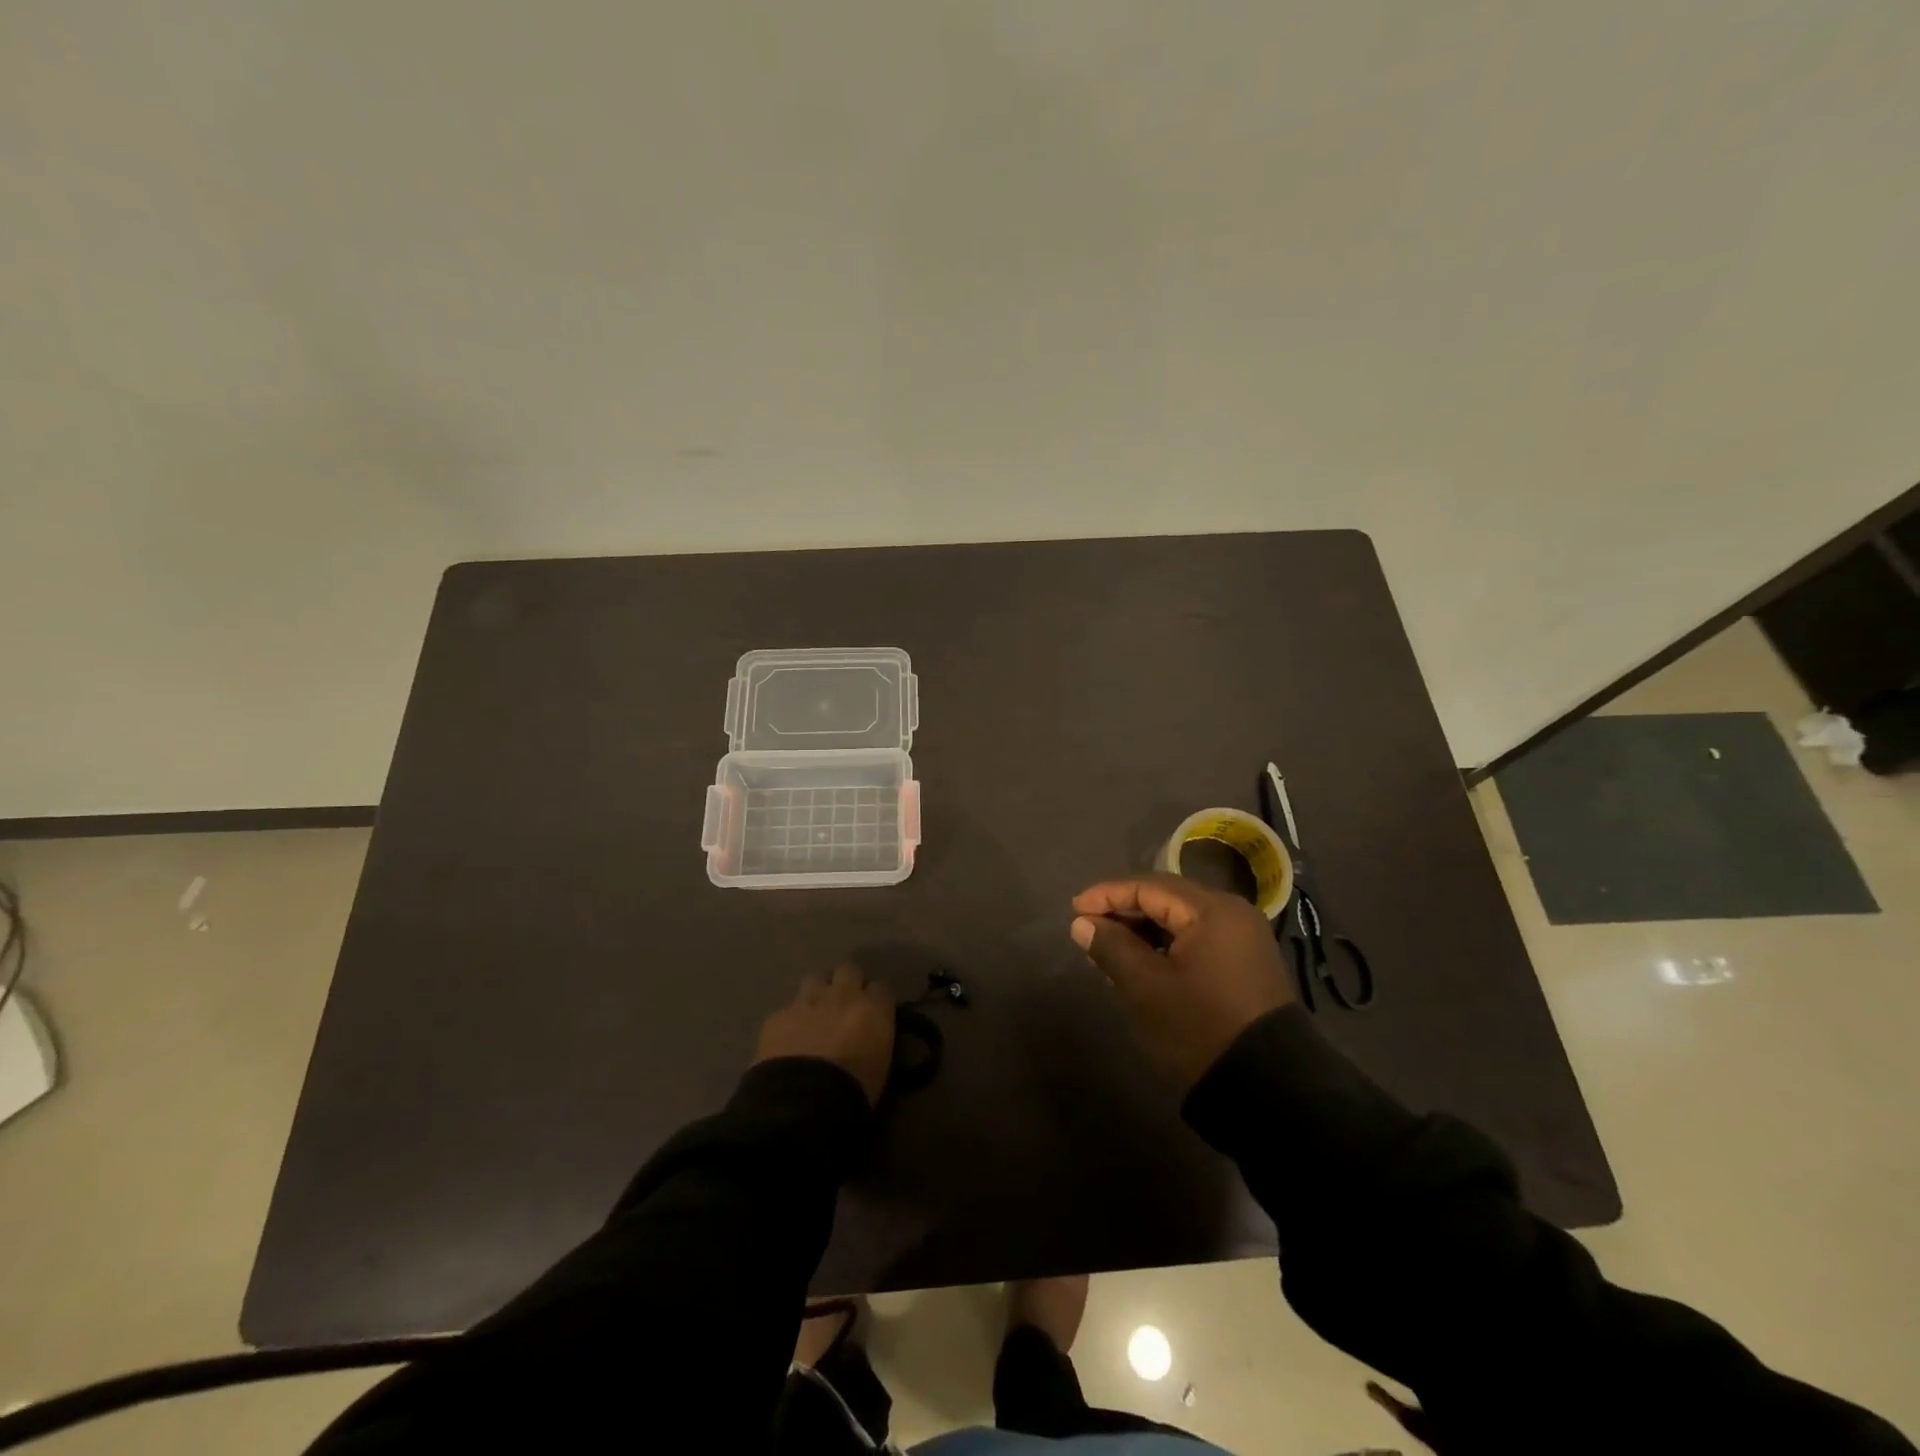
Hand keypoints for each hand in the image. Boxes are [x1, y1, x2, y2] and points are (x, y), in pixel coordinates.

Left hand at [754, 964, 896, 1105]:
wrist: (803, 1103)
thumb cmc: (854, 1092)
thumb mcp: (880, 1064)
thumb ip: (876, 1037)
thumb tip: (868, 1035)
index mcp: (873, 1009)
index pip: (881, 987)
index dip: (875, 999)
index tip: (872, 1013)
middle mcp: (842, 995)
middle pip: (848, 970)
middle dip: (847, 983)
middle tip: (844, 1004)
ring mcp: (807, 1002)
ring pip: (815, 978)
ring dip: (818, 991)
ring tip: (816, 1012)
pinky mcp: (778, 1016)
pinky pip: (787, 1009)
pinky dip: (791, 1020)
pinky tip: (788, 1039)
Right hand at [1071, 874, 1295, 1086]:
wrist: (1268, 1089)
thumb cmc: (1199, 1027)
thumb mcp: (1146, 987)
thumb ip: (1111, 947)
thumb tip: (1083, 923)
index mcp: (1212, 910)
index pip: (1149, 887)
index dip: (1107, 895)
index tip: (1074, 910)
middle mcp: (1233, 913)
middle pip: (1167, 899)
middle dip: (1124, 911)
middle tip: (1088, 929)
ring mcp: (1244, 939)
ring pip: (1181, 920)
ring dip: (1144, 930)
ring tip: (1108, 949)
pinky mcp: (1246, 964)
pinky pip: (1197, 939)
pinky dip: (1166, 946)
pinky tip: (1142, 963)